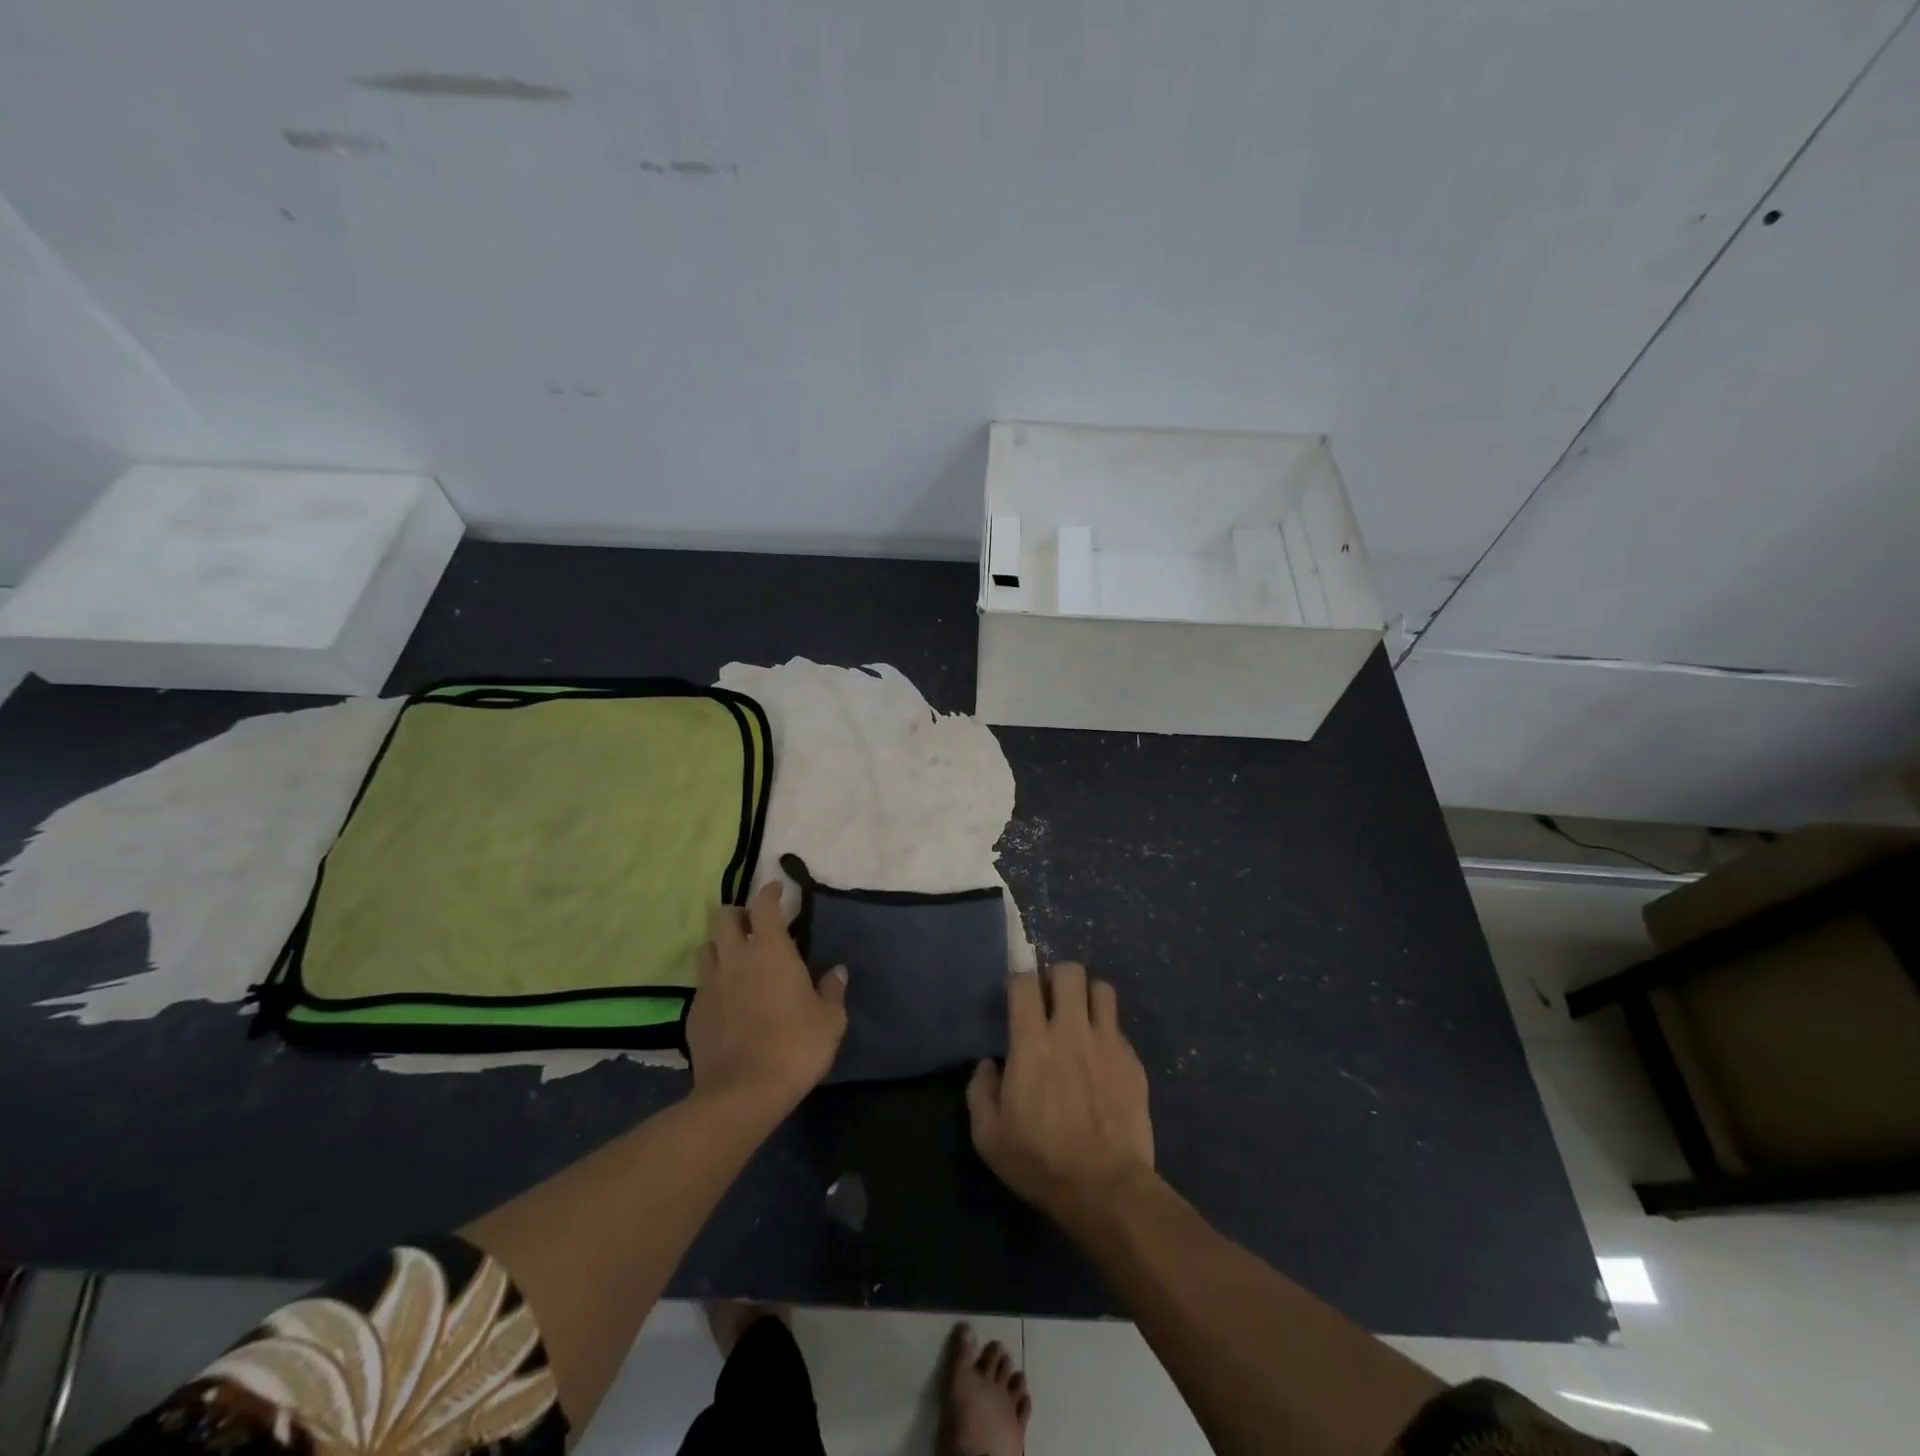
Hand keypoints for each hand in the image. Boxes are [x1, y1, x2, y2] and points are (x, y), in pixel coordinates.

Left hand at [685, 883, 847, 1114]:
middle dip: (737, 913)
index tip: (778, 890)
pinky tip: (726, 998)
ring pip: (706, 947)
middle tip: (753, 924)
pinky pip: (701, 984)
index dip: (770, 892)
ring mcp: (709, 985)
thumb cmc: (795, 1047)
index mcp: (770, 951)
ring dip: (720, 944)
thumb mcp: (830, 1020)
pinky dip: (713, 981)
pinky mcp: (693, 1013)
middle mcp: (734, 958)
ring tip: (735, 957)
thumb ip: (832, 990)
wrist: (742, 1094)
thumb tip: (836, 971)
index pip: (764, 905)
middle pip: (722, 917)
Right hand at [966, 963, 1155, 1225]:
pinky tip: (1102, 1058)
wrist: (1107, 1189)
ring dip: (1088, 996)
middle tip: (1051, 1001)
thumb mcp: (989, 1137)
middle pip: (1069, 972)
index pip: (1025, 983)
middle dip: (1058, 978)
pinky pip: (1120, 1028)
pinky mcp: (1133, 1061)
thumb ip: (980, 1092)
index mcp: (1032, 1043)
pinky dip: (1108, 1033)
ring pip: (1102, 989)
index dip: (1019, 980)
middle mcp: (1071, 1031)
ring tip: (1081, 1017)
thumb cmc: (1041, 1162)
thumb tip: (988, 1065)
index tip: (1018, 995)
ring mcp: (1107, 1043)